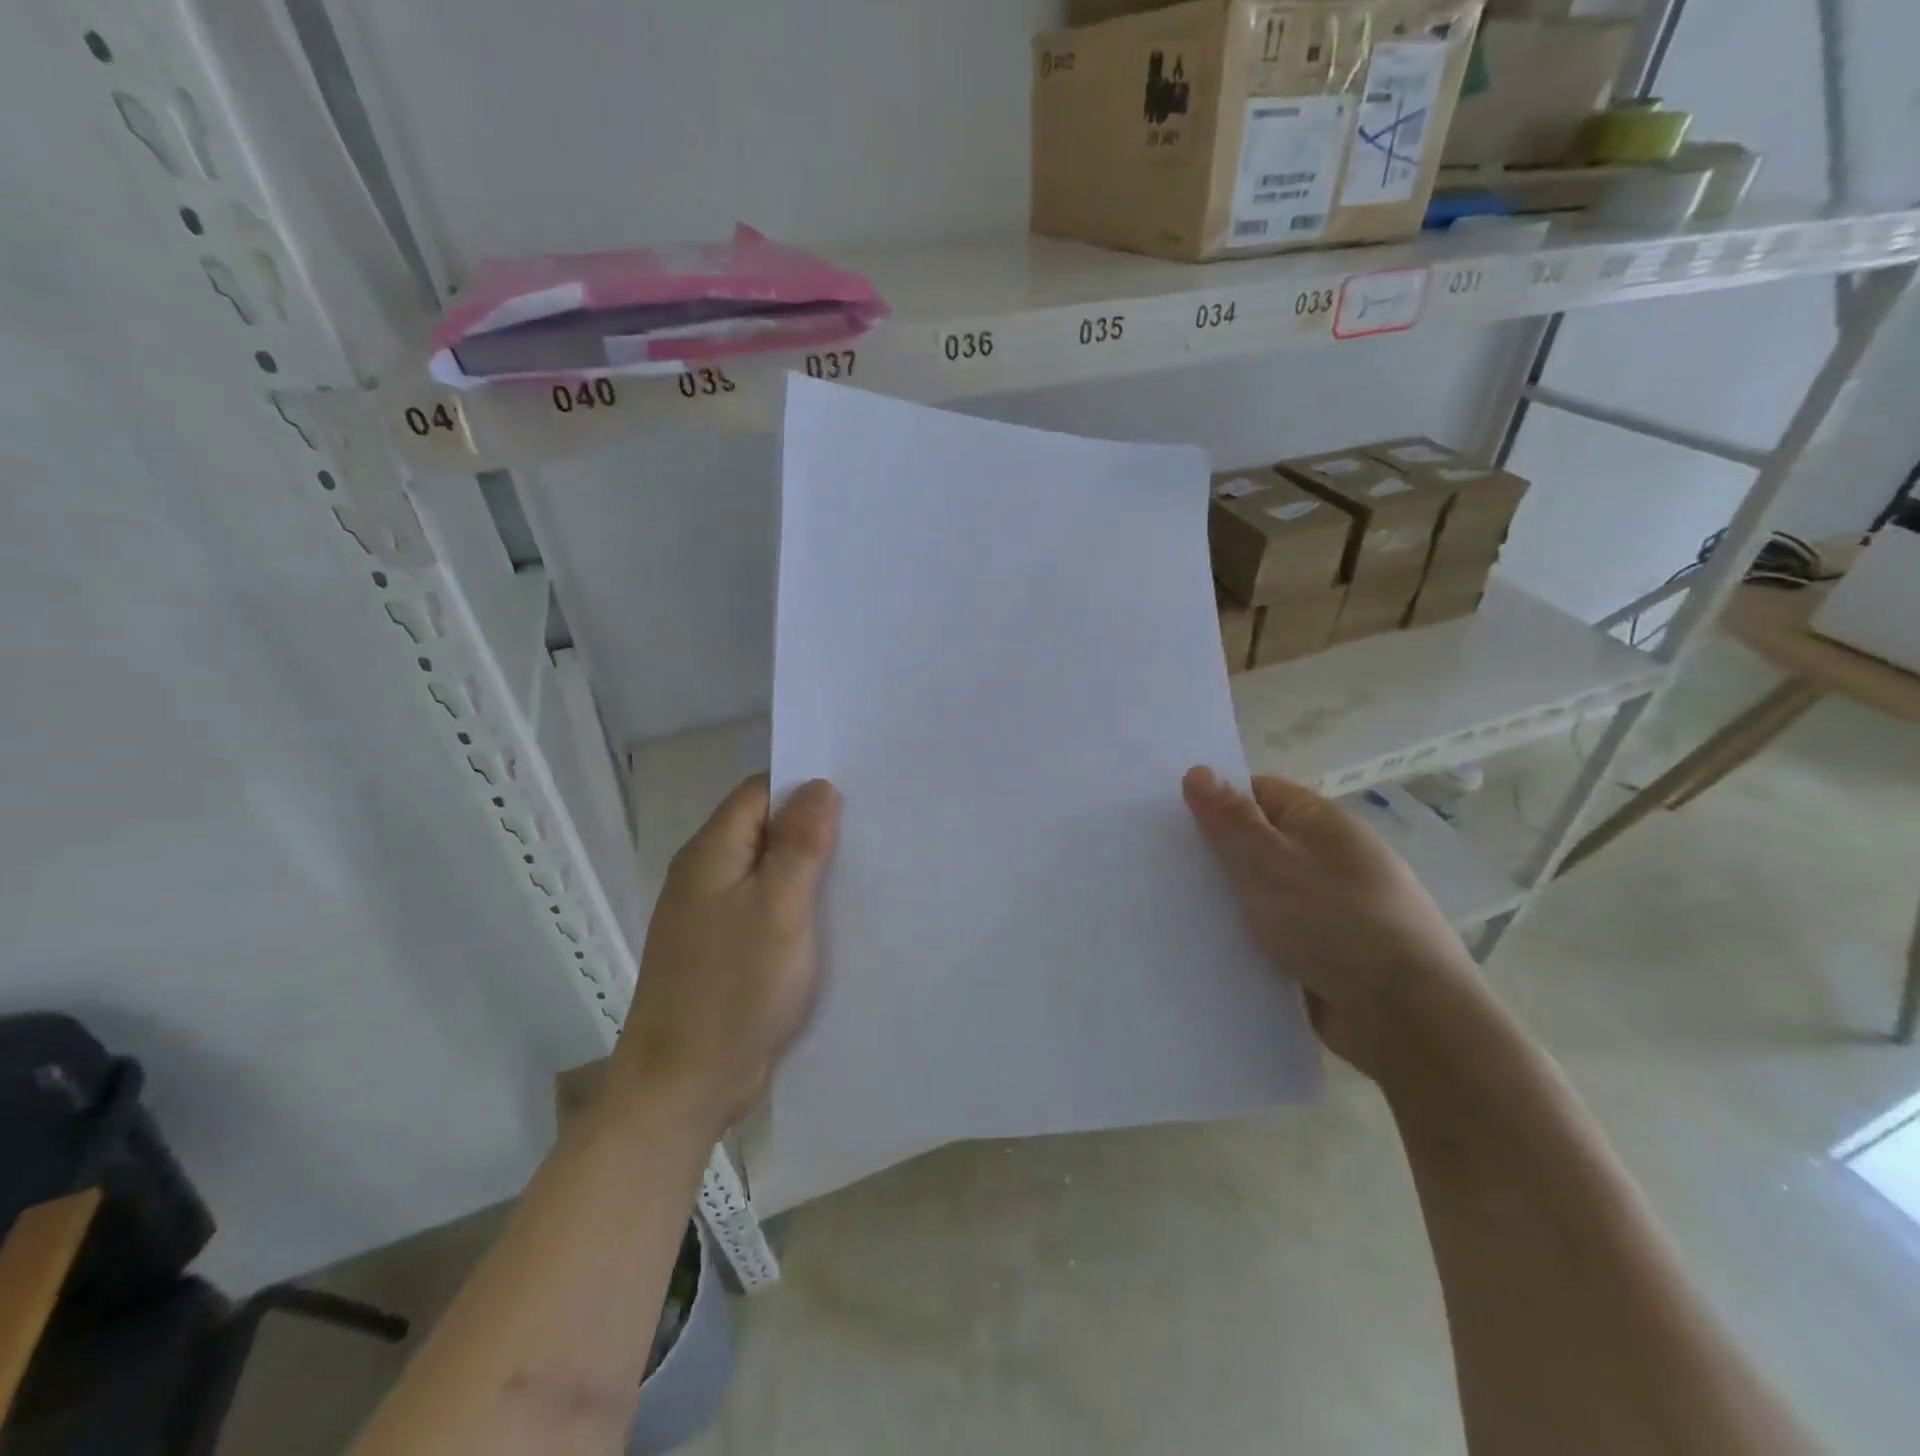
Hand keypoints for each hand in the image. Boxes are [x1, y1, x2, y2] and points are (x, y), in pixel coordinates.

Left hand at [613, 775, 840, 1136]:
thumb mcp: (779, 909)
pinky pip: (764, 908)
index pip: (759, 792)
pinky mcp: (722, 950)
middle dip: (812, 827)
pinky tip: (831, 917)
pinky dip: (796, 904)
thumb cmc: (734, 990)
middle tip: (870, 833)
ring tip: (861, 870)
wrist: (683, 1086)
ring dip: (807, 869)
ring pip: (766, 871)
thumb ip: (800, 844)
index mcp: (711, 854)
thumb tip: (819, 786)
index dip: (804, 787)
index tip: (856, 795)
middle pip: (763, 829)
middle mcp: (705, 876)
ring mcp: (711, 915)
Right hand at [1183, 766, 1489, 1083]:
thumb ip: (1230, 818)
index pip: (1257, 792)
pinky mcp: (1325, 953)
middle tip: (1162, 866)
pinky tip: (1210, 947)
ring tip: (1173, 908)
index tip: (1170, 823)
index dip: (1215, 802)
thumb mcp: (1270, 861)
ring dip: (1228, 902)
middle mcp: (1328, 857)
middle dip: (1215, 856)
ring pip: (1262, 892)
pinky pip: (1273, 934)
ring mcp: (1329, 907)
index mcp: (1321, 821)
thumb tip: (1198, 771)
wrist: (1406, 1016)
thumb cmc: (1334, 921)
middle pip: (1258, 843)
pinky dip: (1247, 938)